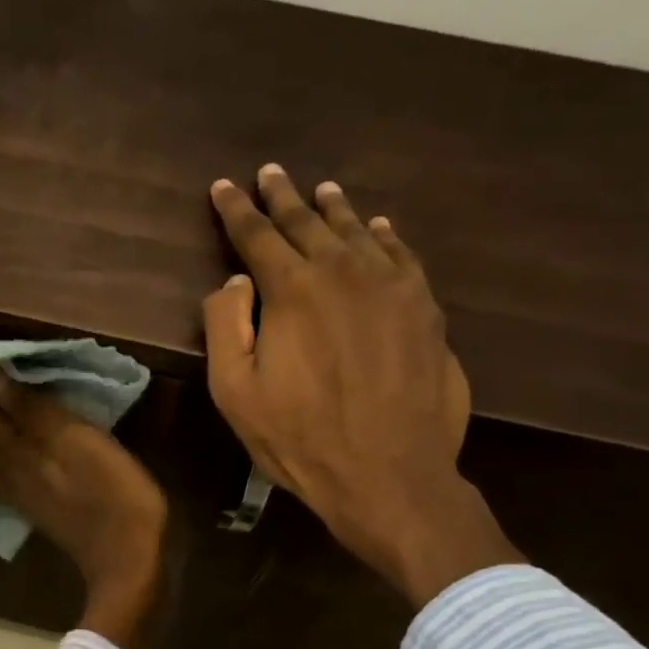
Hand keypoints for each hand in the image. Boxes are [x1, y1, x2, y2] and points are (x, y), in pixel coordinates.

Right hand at [203, 164, 521, 606]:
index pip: (257, 237)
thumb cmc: (299, 439)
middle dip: (283, 197)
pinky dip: (386, 237)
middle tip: (270, 173)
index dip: (236, 211)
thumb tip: (234, 283)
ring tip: (320, 190)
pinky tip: (379, 228)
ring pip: (358, 233)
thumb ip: (225, 327)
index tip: (223, 187)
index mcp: (293, 292)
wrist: (388, 476)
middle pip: (308, 224)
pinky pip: (403, 257)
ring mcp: (392, 289)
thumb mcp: (235, 393)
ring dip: (334, 210)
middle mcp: (344, 274)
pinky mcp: (425, 310)